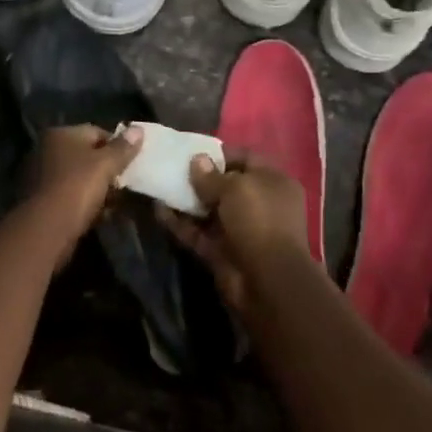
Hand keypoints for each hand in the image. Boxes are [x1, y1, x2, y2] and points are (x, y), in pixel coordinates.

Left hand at [25, 124, 141, 246]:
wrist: (47, 229)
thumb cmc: (77, 188)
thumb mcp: (105, 165)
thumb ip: (123, 148)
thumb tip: (138, 129)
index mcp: (60, 134)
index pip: (96, 132)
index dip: (118, 146)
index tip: (133, 163)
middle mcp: (47, 150)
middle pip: (87, 155)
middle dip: (108, 169)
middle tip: (127, 183)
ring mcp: (42, 175)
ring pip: (79, 177)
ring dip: (99, 188)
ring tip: (118, 202)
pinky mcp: (42, 200)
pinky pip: (71, 195)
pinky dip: (86, 202)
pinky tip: (101, 214)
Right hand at [156, 149, 308, 314]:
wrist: (267, 281)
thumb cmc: (258, 220)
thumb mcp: (235, 188)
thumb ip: (211, 175)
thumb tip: (196, 160)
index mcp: (273, 183)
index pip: (246, 159)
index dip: (220, 153)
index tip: (192, 150)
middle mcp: (259, 204)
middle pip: (225, 185)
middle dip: (200, 177)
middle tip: (172, 167)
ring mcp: (240, 230)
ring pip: (209, 210)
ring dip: (186, 200)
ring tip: (160, 184)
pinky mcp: (222, 252)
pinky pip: (198, 233)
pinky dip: (180, 223)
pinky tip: (158, 210)